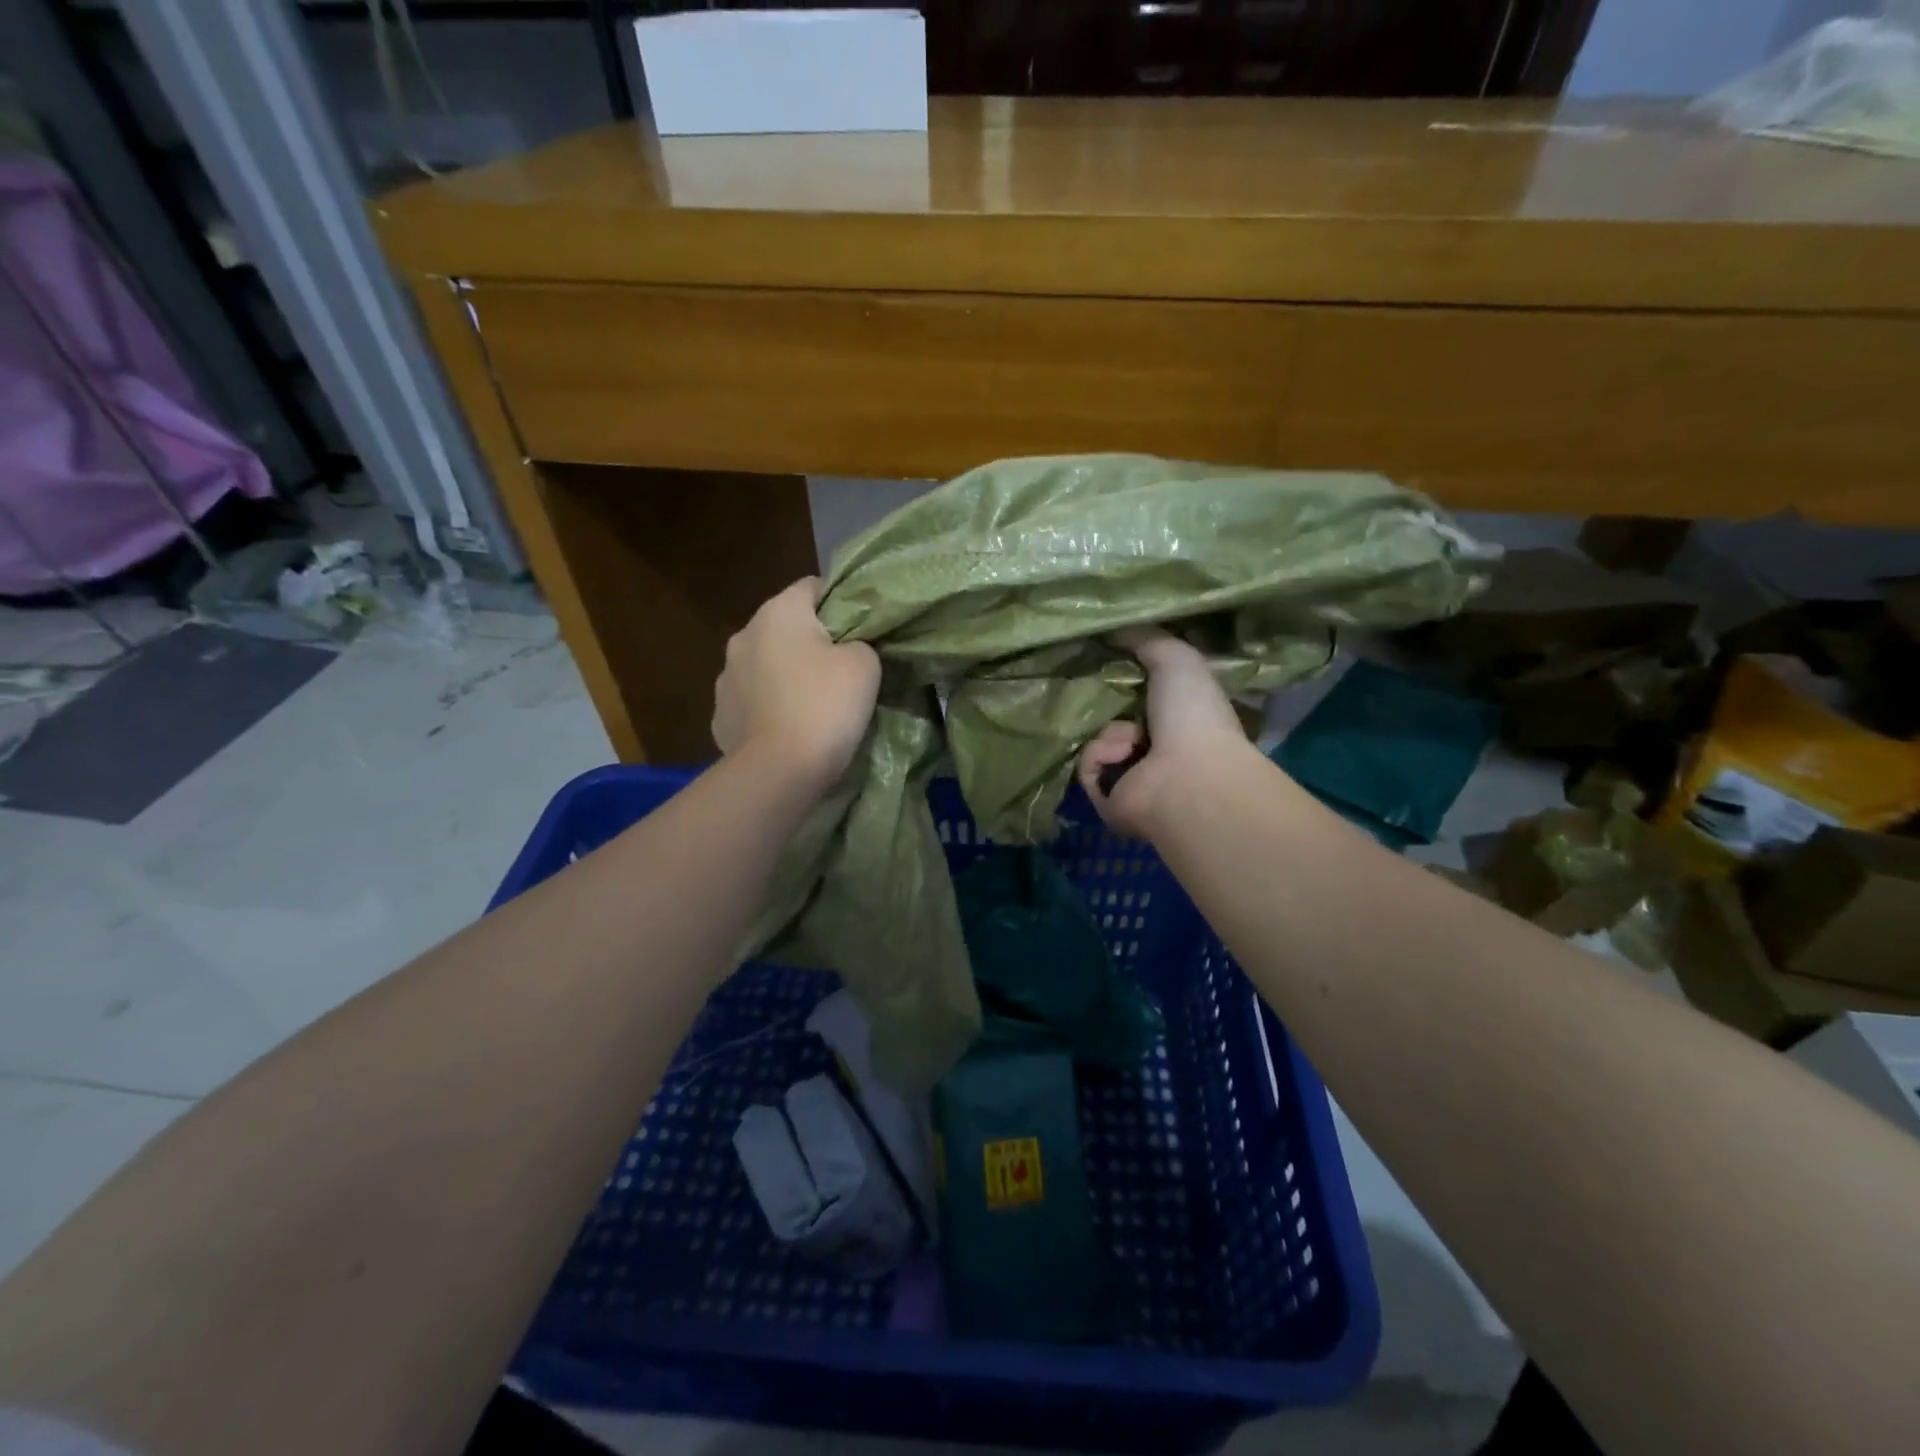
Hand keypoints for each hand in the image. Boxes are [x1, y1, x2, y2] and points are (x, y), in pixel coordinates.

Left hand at [713, 578, 880, 790]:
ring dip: (785, 674)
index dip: (841, 604)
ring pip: (765, 664)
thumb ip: (859, 642)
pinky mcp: (720, 715)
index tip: (860, 631)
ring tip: (811, 704)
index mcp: (778, 612)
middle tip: (840, 669)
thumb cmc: (825, 706)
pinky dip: (769, 707)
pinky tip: (787, 728)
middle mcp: (743, 635)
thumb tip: (847, 648)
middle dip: (810, 641)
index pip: (813, 587)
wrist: (779, 771)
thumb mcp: (865, 664)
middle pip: (785, 626)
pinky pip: (752, 700)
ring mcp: (725, 677)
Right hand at [1077, 627, 1248, 838]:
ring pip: (1098, 740)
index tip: (1102, 658)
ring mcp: (1135, 778)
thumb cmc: (1192, 714)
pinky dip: (1099, 755)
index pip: (1144, 694)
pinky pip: (1088, 765)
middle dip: (1102, 703)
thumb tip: (1112, 627)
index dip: (1124, 677)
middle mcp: (1159, 749)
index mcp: (1180, 718)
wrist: (1187, 777)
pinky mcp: (1110, 800)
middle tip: (1089, 686)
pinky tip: (1121, 754)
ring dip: (1109, 732)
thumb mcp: (1174, 657)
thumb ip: (1145, 637)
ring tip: (1128, 735)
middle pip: (1114, 717)